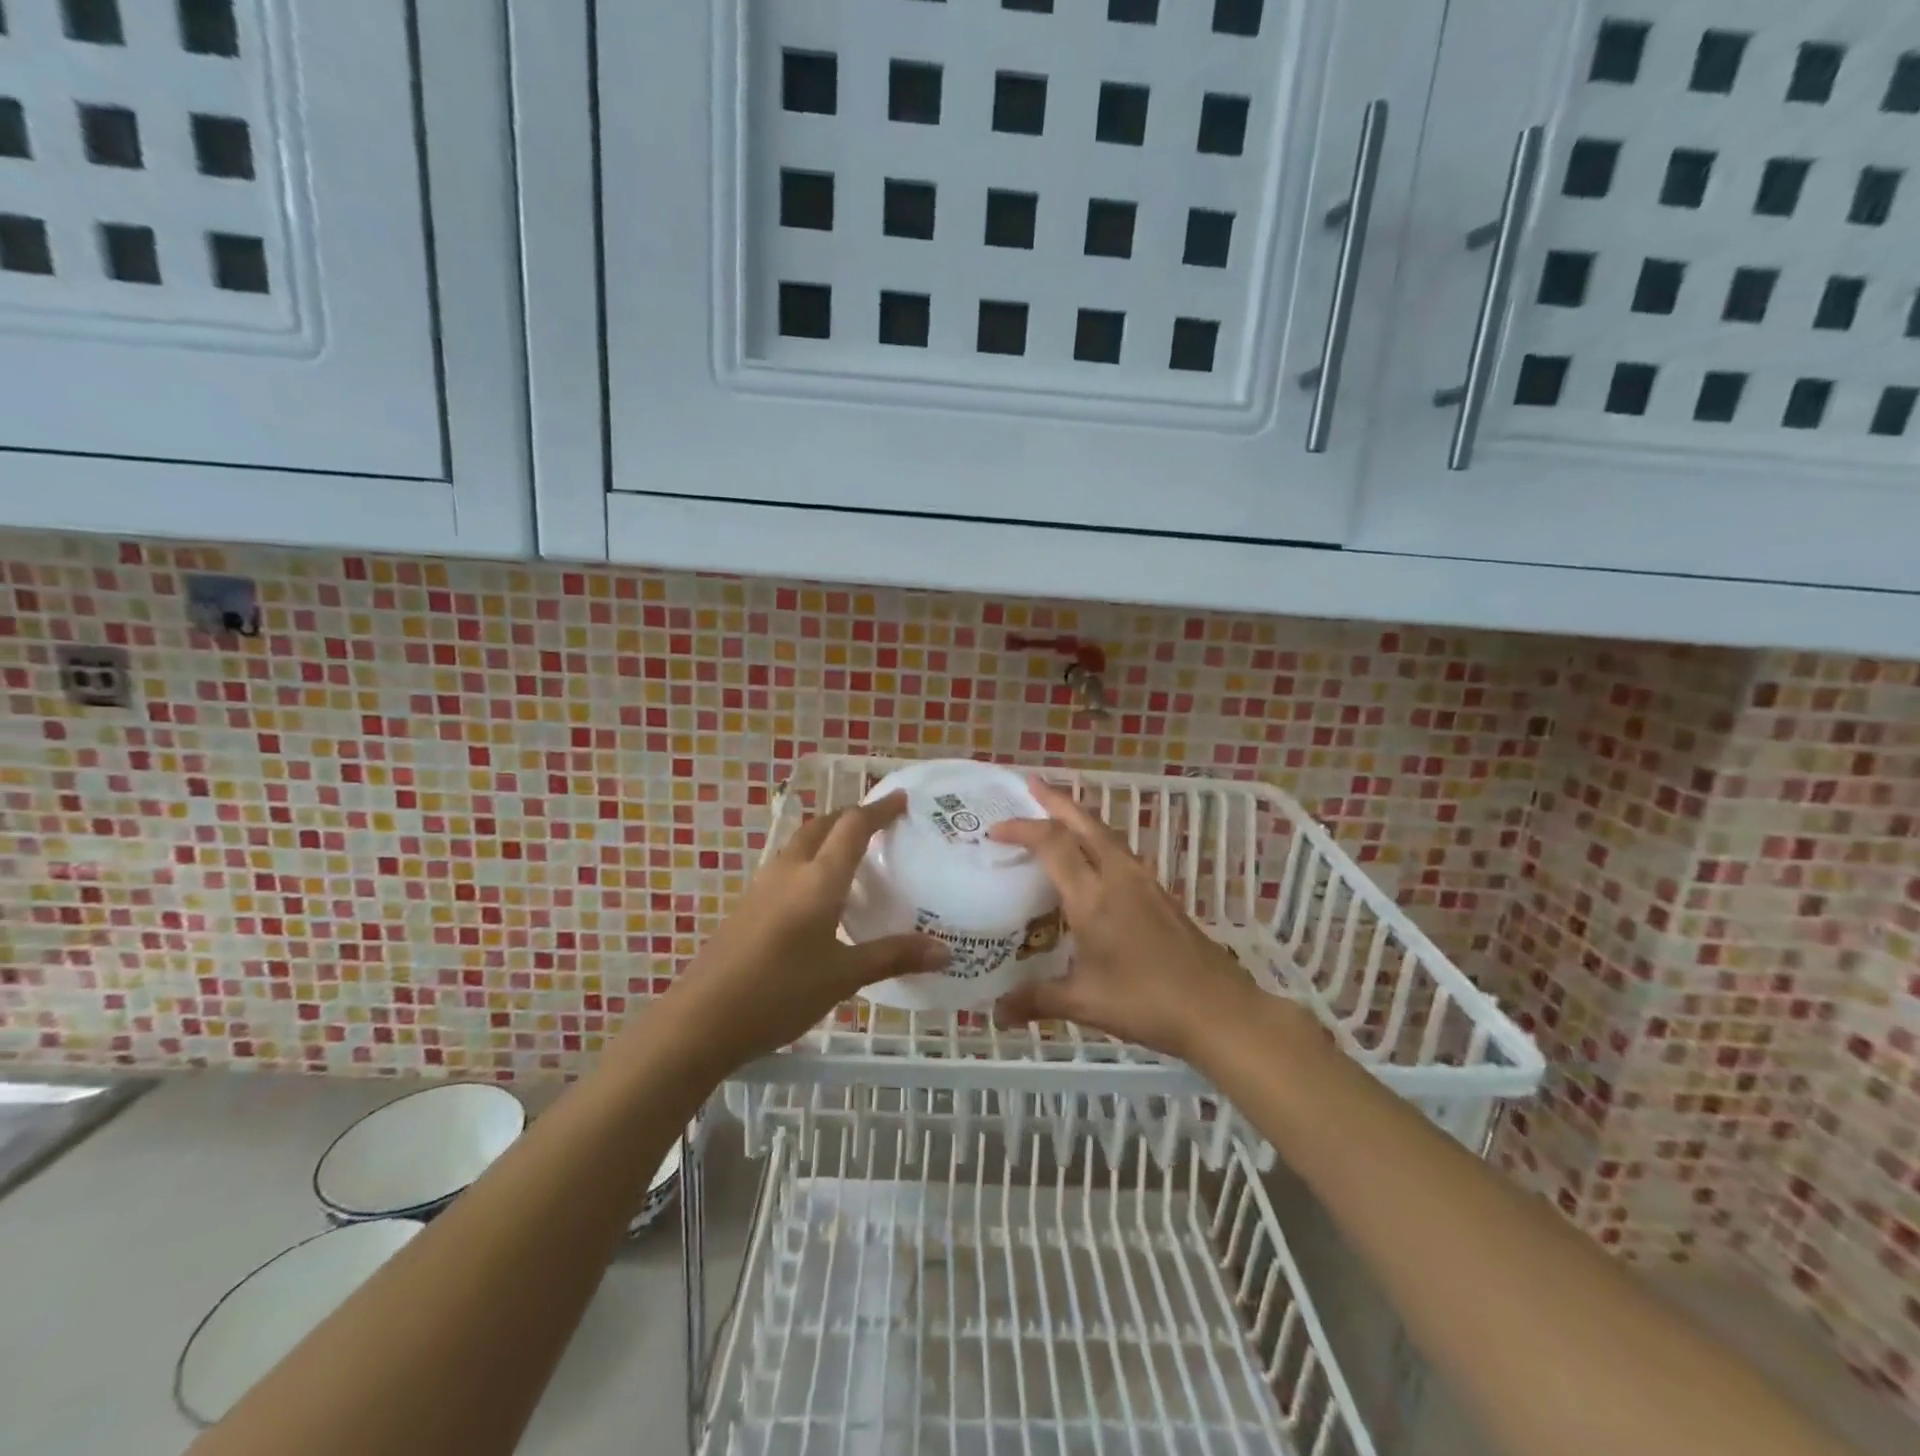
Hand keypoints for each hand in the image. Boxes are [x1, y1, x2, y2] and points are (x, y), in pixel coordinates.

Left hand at [659, 792, 947, 1069]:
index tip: (901, 799)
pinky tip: (817, 895)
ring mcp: (762, 886)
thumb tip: (945, 951)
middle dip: (850, 817)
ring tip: (851, 855)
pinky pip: (785, 866)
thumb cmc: (780, 992)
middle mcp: (789, 871)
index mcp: (819, 879)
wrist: (701, 1019)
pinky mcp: (747, 906)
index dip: (879, 810)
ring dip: (826, 836)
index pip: (853, 827)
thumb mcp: (844, 976)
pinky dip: (809, 861)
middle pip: (821, 825)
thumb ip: (894, 956)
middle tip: (878, 825)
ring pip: (799, 843)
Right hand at [988, 778, 1254, 1061]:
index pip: (1053, 843)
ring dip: (1078, 817)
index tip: (995, 829)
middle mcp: (1118, 877)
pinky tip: (1092, 858)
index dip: (1022, 829)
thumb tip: (997, 1012)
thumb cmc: (1146, 1002)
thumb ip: (1036, 1000)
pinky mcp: (1160, 893)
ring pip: (1106, 833)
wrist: (1218, 1010)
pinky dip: (1097, 839)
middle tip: (1029, 784)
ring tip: (1056, 814)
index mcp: (1093, 896)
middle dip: (1055, 800)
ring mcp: (1143, 881)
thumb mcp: (1084, 1003)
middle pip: (1084, 822)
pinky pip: (1120, 851)